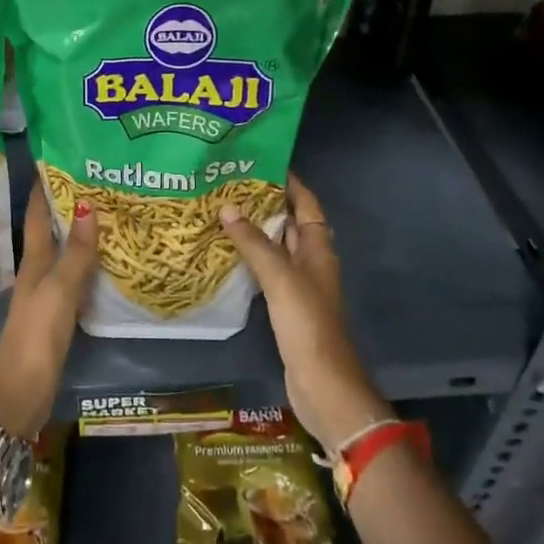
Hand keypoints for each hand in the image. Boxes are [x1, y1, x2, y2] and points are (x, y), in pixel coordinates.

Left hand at [0, 185, 97, 437]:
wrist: (21, 389)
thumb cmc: (37, 333)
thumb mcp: (59, 289)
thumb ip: (76, 252)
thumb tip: (87, 205)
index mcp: (33, 263)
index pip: (38, 217)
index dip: (44, 190)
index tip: (55, 161)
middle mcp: (36, 274)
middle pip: (50, 233)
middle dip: (65, 208)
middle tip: (93, 182)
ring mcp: (44, 296)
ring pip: (61, 255)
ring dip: (76, 236)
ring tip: (104, 215)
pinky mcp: (55, 317)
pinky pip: (73, 280)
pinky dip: (85, 266)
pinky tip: (102, 265)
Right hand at [221, 172, 389, 453]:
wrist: (322, 382)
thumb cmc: (307, 323)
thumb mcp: (280, 277)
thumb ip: (254, 243)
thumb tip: (228, 208)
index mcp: (318, 248)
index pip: (306, 203)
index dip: (289, 181)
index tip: (262, 161)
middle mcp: (312, 260)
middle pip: (290, 222)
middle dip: (265, 202)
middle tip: (229, 184)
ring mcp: (300, 284)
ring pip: (277, 246)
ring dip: (255, 230)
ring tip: (222, 211)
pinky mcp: (286, 305)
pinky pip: (268, 270)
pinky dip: (250, 258)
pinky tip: (226, 254)